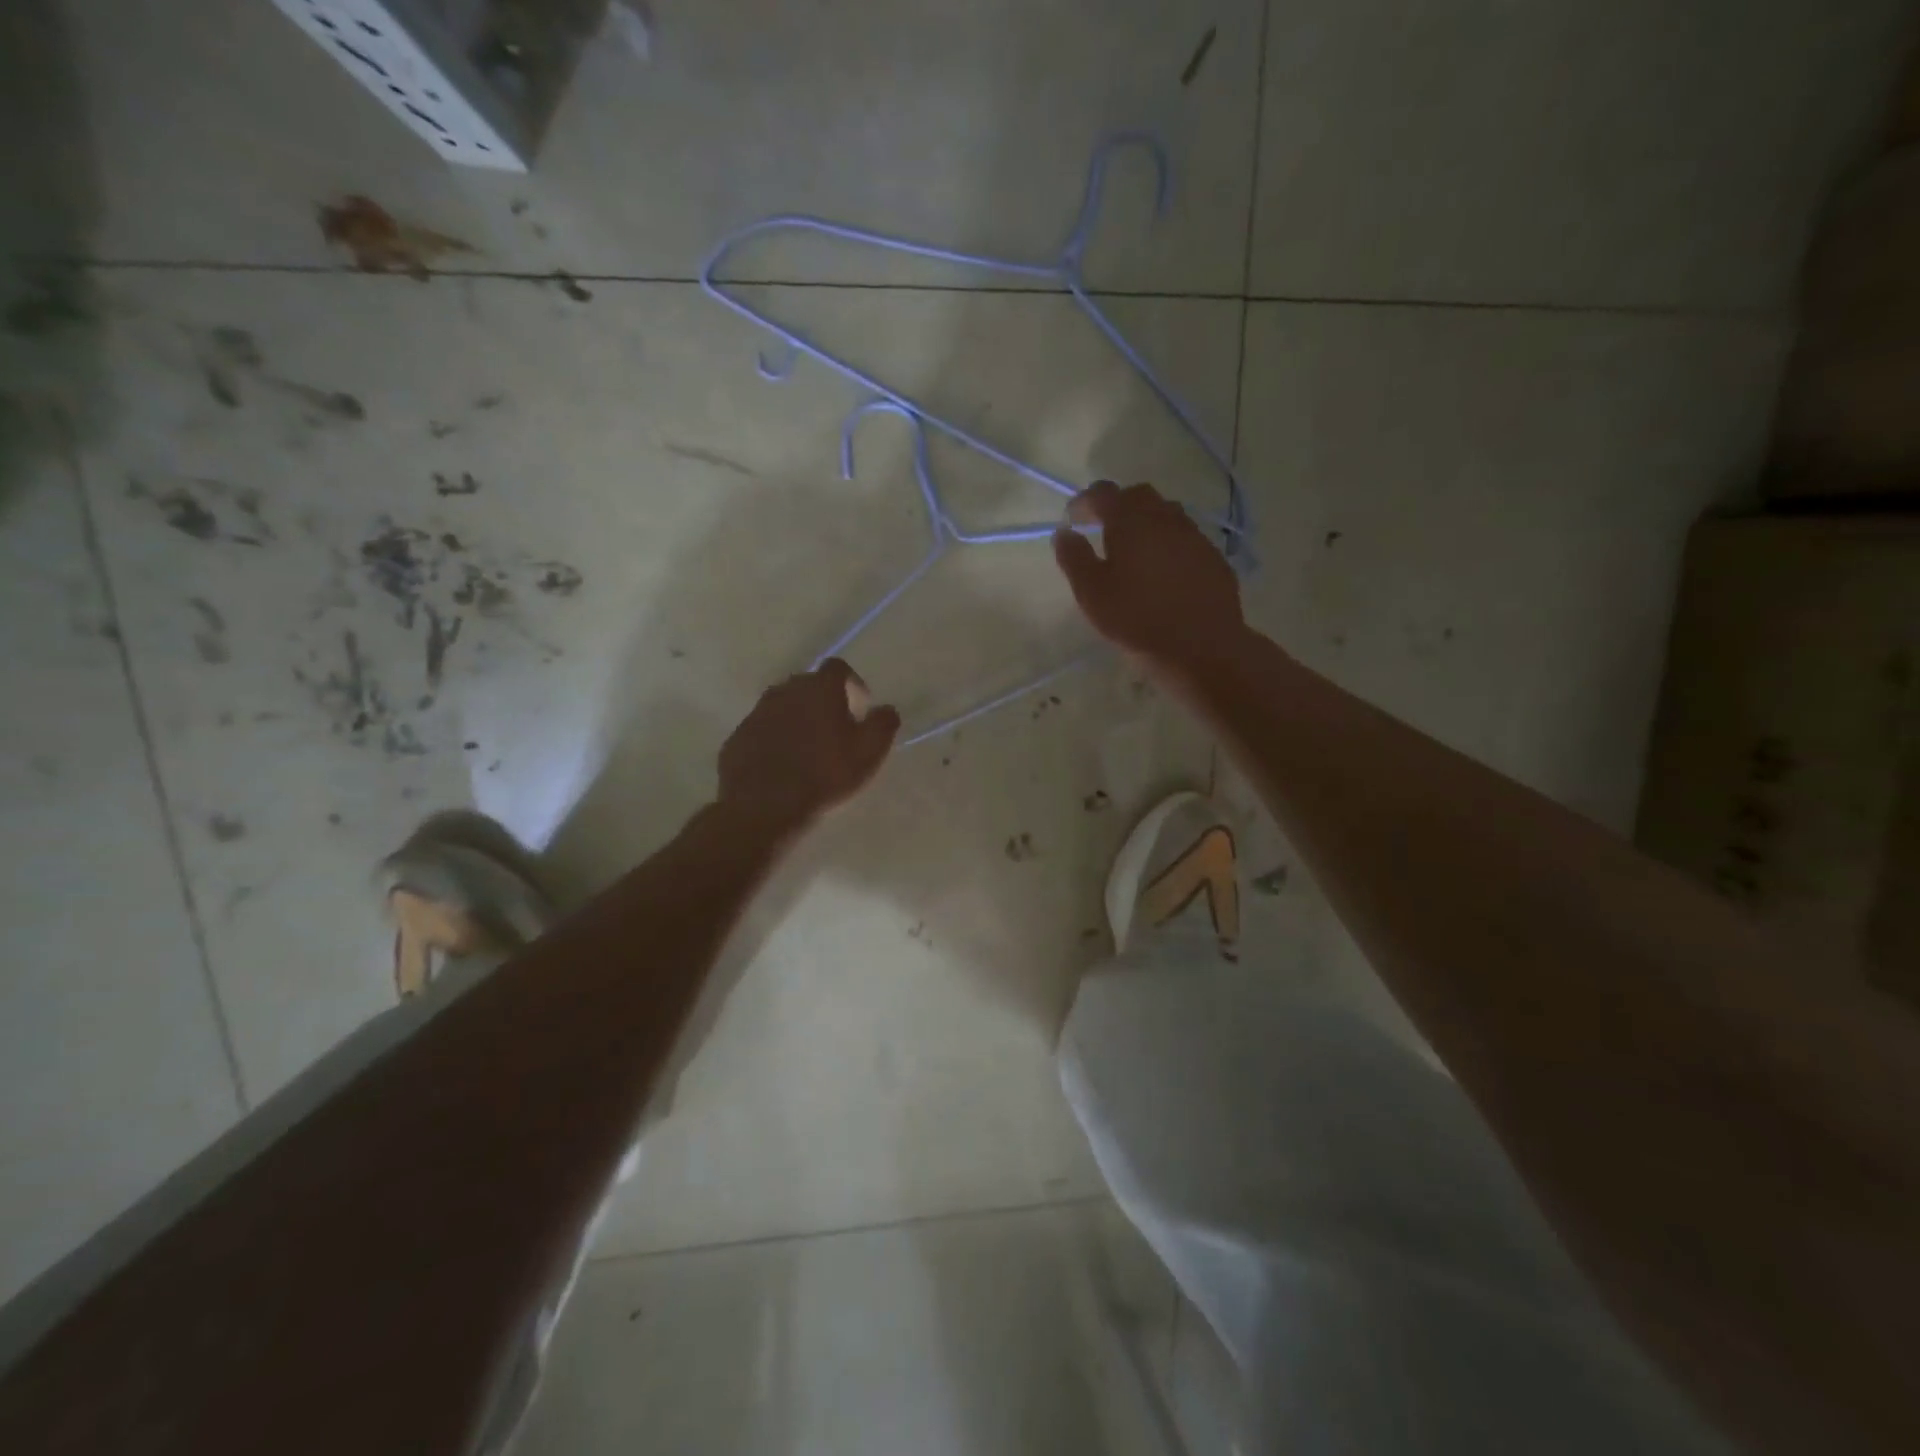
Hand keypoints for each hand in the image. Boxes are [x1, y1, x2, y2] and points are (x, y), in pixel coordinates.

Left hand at [717, 659, 900, 835]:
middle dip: (824, 701)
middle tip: (836, 730)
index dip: (852, 683)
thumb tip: (887, 709)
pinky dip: (775, 739)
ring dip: (798, 719)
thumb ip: (883, 724)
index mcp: (819, 688)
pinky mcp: (738, 736)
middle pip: (808, 685)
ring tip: (808, 749)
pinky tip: (783, 765)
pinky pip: (763, 729)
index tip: (860, 708)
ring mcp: (757, 712)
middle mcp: (785, 690)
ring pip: (783, 706)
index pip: (838, 668)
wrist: (763, 804)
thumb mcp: (868, 752)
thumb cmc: (824, 774)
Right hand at [1053, 481, 1245, 673]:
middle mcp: (1165, 518)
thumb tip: (1064, 533)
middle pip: (1139, 496)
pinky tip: (1164, 570)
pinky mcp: (1213, 558)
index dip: (1084, 501)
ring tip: (1134, 548)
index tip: (1073, 519)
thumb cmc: (1137, 619)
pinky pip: (1186, 538)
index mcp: (1131, 521)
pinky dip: (1169, 543)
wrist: (1201, 646)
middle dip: (1118, 505)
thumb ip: (1074, 558)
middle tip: (1102, 527)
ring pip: (1167, 514)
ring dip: (1146, 522)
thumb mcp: (1092, 593)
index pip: (1103, 493)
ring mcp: (1194, 536)